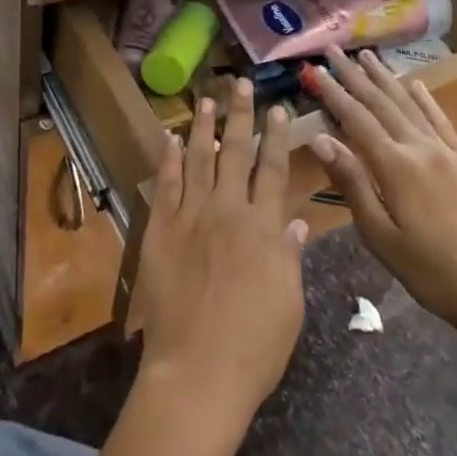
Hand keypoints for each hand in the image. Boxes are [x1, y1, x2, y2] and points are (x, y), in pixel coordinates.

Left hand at [134, 79, 308, 425]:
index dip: (277, 137)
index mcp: (263, 228)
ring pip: (197, 159)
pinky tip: (169, 138)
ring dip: (203, 127)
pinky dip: (167, 159)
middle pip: (236, 153)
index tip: (279, 109)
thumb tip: (296, 224)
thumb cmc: (254, 346)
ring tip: (206, 99)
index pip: (273, 170)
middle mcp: (228, 211)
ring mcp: (190, 217)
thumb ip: (290, 257)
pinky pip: (165, 185)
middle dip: (240, 115)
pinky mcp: (161, 231)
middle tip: (240, 84)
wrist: (196, 371)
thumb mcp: (289, 304)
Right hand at [306, 48, 456, 337]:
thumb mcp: (378, 234)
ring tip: (367, 55)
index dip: (334, 92)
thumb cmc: (427, 270)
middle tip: (334, 49)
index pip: (356, 118)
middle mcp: (420, 148)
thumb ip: (350, 182)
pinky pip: (441, 121)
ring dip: (386, 78)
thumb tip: (320, 138)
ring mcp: (445, 152)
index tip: (315, 69)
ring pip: (409, 105)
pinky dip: (426, 99)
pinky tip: (416, 84)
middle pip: (381, 103)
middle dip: (355, 75)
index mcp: (395, 166)